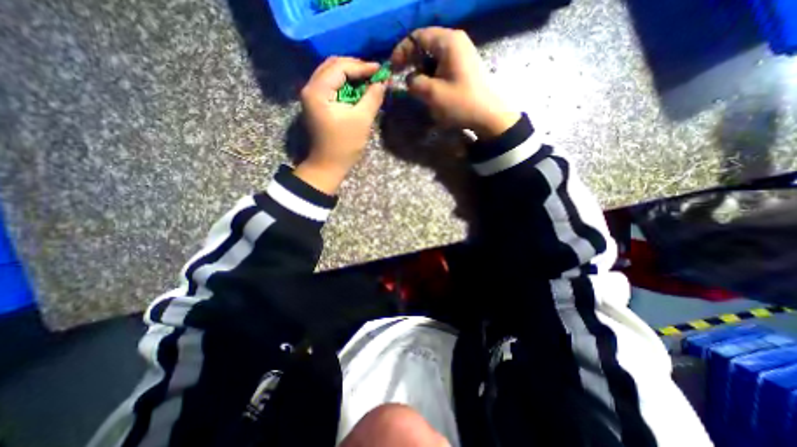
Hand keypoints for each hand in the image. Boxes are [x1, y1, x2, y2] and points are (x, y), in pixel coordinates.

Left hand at [296, 56, 389, 192]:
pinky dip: (345, 84)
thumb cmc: (344, 146)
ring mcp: (312, 96)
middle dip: (355, 67)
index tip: (380, 69)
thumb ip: (372, 98)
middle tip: (374, 73)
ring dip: (350, 75)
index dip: (361, 66)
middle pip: (333, 66)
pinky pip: (331, 85)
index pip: (340, 67)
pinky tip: (358, 89)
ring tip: (368, 79)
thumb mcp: (362, 120)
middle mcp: (310, 88)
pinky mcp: (317, 104)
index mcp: (318, 91)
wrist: (327, 165)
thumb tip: (382, 81)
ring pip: (331, 74)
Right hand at [389, 27, 520, 137]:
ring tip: (417, 87)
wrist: (488, 116)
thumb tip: (409, 79)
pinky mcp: (464, 66)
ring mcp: (462, 54)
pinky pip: (442, 65)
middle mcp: (456, 41)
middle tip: (402, 77)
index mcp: (448, 42)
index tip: (393, 68)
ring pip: (433, 56)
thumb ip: (414, 82)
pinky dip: (432, 75)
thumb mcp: (432, 94)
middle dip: (412, 61)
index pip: (417, 36)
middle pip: (426, 44)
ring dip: (422, 70)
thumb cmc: (460, 103)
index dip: (402, 51)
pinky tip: (430, 89)